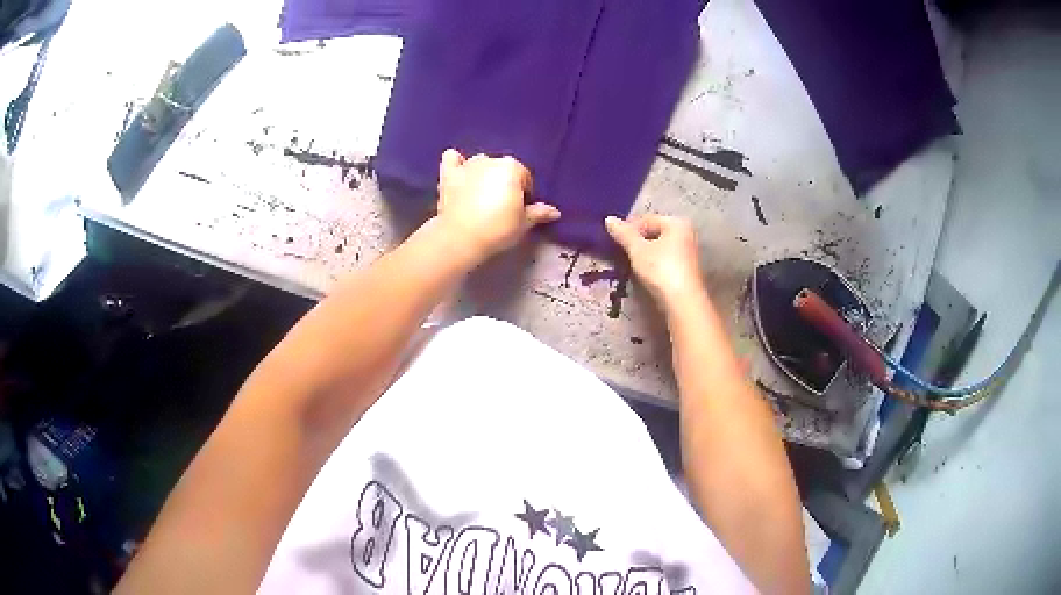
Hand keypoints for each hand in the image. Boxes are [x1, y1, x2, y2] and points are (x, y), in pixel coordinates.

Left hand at [436, 149, 560, 262]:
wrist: (461, 237)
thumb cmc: (497, 228)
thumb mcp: (523, 223)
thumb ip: (538, 213)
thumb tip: (555, 212)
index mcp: (512, 168)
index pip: (524, 177)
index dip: (524, 194)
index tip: (519, 209)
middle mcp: (490, 160)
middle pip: (502, 169)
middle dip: (503, 183)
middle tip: (501, 206)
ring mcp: (467, 165)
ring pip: (479, 163)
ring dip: (483, 174)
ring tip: (480, 195)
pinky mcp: (448, 175)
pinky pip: (451, 159)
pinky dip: (456, 163)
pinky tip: (459, 173)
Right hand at [605, 214, 705, 310]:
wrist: (683, 302)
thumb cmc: (662, 269)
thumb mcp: (638, 250)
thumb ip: (623, 234)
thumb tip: (609, 220)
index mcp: (677, 223)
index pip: (647, 219)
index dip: (628, 228)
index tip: (614, 240)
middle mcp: (686, 234)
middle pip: (655, 233)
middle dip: (637, 241)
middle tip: (620, 252)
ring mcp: (688, 253)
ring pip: (660, 248)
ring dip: (644, 254)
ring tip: (630, 263)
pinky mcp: (686, 270)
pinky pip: (665, 260)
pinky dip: (653, 264)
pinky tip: (644, 273)